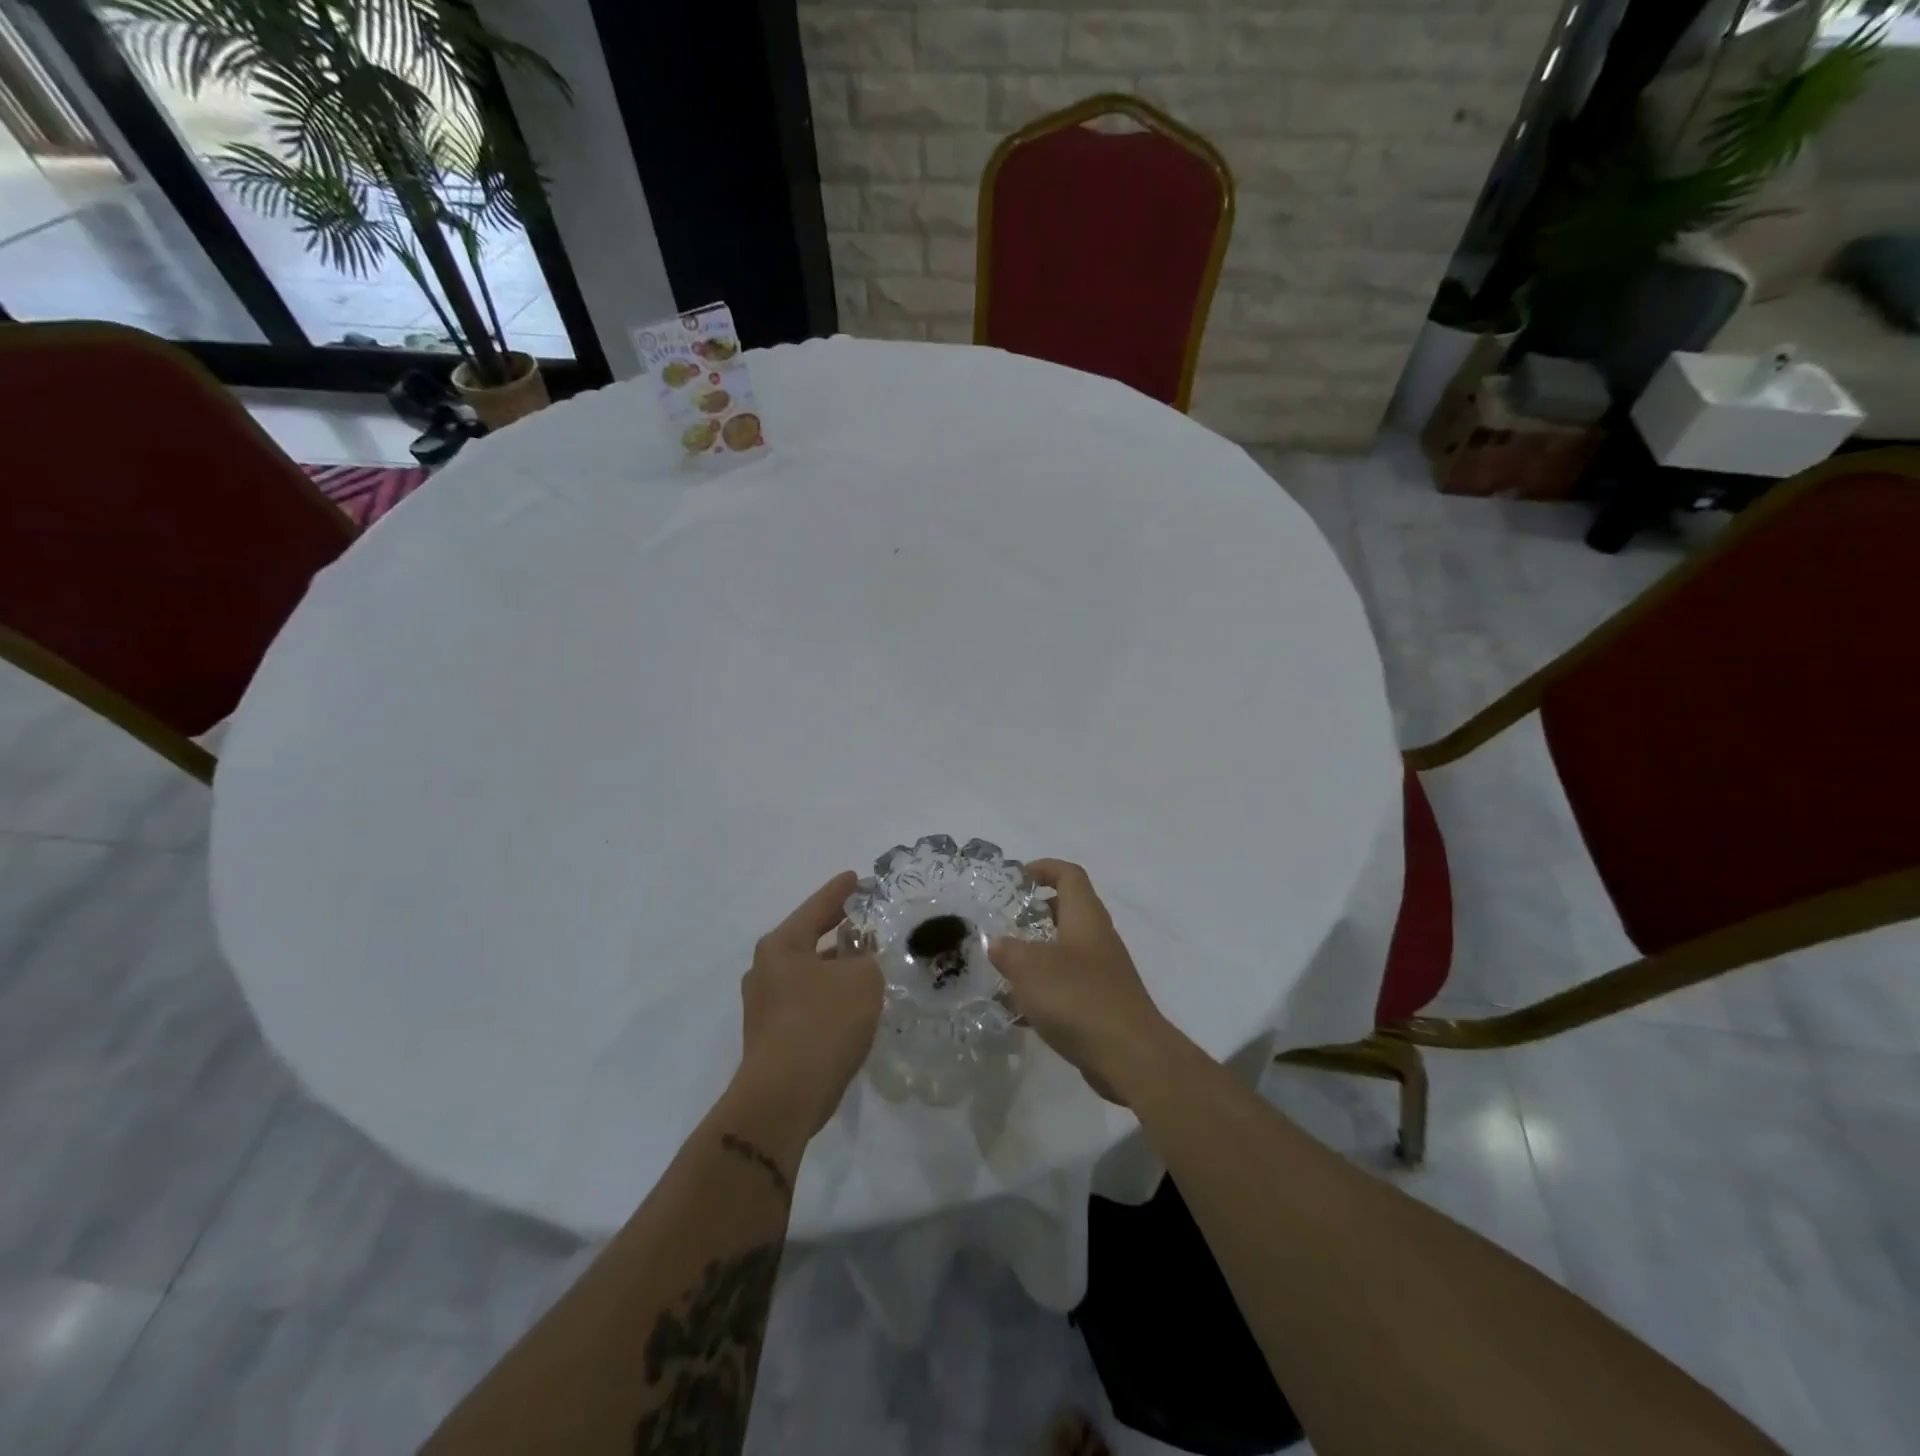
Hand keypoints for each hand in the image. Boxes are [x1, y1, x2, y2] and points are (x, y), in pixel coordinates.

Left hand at [735, 871, 884, 1138]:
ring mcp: (765, 1004)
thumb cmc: (822, 1023)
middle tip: (867, 920)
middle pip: (809, 938)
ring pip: (809, 972)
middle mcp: (766, 969)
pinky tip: (853, 1004)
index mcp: (782, 945)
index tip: (856, 878)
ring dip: (836, 967)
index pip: (817, 907)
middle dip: (839, 930)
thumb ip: (868, 959)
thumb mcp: (862, 980)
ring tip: (867, 963)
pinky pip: (807, 1000)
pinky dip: (830, 994)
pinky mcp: (772, 1034)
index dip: (841, 892)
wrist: (783, 1098)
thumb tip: (862, 959)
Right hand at [990, 860, 1175, 1103]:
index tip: (1018, 877)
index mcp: (1085, 917)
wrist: (1129, 1055)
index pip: (1069, 876)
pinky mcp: (1102, 1004)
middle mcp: (1097, 938)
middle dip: (1037, 912)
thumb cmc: (1078, 998)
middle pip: (1069, 911)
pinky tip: (1019, 1008)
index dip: (1045, 868)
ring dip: (1037, 953)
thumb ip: (1008, 951)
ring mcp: (1103, 972)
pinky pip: (1068, 985)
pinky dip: (1044, 988)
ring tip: (1004, 966)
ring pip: (1066, 950)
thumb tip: (996, 943)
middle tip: (1006, 922)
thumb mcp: (1029, 969)